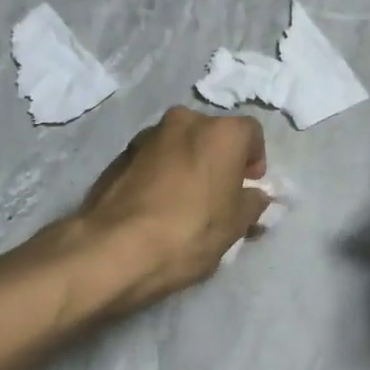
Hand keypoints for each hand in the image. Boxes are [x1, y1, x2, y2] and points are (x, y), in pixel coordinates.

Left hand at [76, 107, 269, 307]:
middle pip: (212, 134)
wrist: (115, 247)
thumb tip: (254, 195)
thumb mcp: (234, 226)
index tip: (249, 185)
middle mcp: (185, 121)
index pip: (251, 133)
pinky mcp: (120, 154)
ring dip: (188, 163)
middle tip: (219, 193)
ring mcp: (148, 135)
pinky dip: (162, 172)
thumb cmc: (189, 232)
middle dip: (219, 159)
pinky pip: (153, 158)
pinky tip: (158, 205)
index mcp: (220, 133)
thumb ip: (251, 204)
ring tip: (186, 201)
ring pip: (180, 144)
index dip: (254, 159)